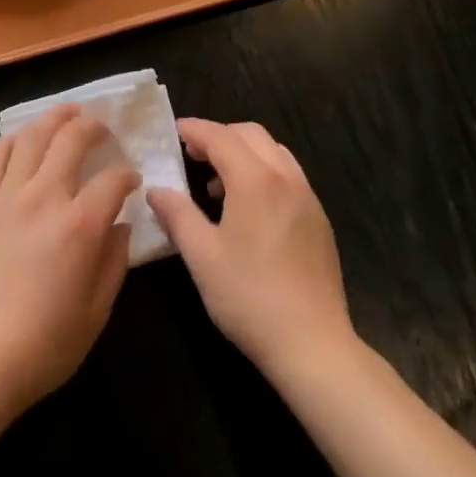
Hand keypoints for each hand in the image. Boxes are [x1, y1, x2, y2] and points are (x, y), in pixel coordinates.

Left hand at [0, 106, 139, 423]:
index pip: (113, 180)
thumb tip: (122, 227)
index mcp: (79, 225)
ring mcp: (8, 196)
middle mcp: (44, 197)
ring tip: (68, 114)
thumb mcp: (96, 314)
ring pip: (32, 136)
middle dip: (93, 126)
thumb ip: (114, 263)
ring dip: (54, 118)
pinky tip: (21, 139)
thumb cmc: (43, 346)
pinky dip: (10, 141)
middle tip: (103, 129)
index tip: (131, 182)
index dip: (127, 176)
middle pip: (72, 138)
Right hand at [146, 118, 356, 379]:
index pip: (220, 136)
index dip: (195, 130)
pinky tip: (250, 209)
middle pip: (250, 134)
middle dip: (220, 136)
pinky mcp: (319, 219)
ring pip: (273, 151)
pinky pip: (289, 175)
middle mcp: (285, 177)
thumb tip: (156, 189)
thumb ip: (177, 215)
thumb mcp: (202, 257)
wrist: (314, 346)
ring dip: (244, 152)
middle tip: (193, 155)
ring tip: (219, 183)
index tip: (174, 131)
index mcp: (255, 179)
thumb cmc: (250, 298)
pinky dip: (264, 171)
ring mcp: (307, 197)